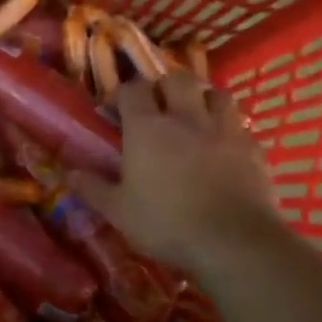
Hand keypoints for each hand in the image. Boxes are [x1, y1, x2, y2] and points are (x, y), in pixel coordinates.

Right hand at [71, 73, 280, 271]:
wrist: (233, 242)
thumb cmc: (166, 223)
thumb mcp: (118, 211)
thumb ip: (93, 188)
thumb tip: (69, 174)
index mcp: (147, 128)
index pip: (133, 89)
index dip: (123, 93)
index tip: (116, 109)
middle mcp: (186, 118)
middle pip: (177, 79)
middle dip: (165, 86)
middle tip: (157, 106)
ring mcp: (224, 129)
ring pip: (215, 93)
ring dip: (202, 99)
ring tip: (194, 116)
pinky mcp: (253, 148)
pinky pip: (239, 125)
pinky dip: (228, 128)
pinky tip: (223, 146)